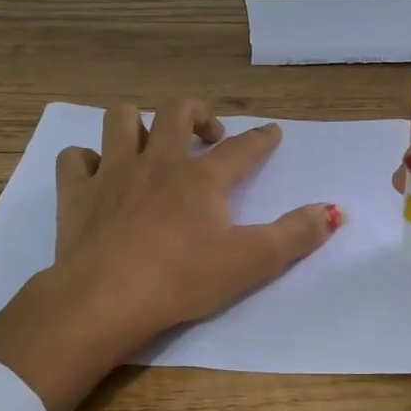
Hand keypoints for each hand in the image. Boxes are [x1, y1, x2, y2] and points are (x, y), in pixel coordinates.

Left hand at [0, 99, 340, 410]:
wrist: (105, 298)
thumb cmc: (182, 279)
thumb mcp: (251, 262)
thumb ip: (296, 235)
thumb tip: (335, 210)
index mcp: (202, 178)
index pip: (242, 148)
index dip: (262, 138)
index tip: (272, 132)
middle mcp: (157, 162)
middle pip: (175, 112)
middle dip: (195, 113)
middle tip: (207, 133)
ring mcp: (112, 173)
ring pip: (119, 119)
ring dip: (136, 122)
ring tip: (149, 141)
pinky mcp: (76, 194)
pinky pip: (75, 158)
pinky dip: (86, 160)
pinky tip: (97, 173)